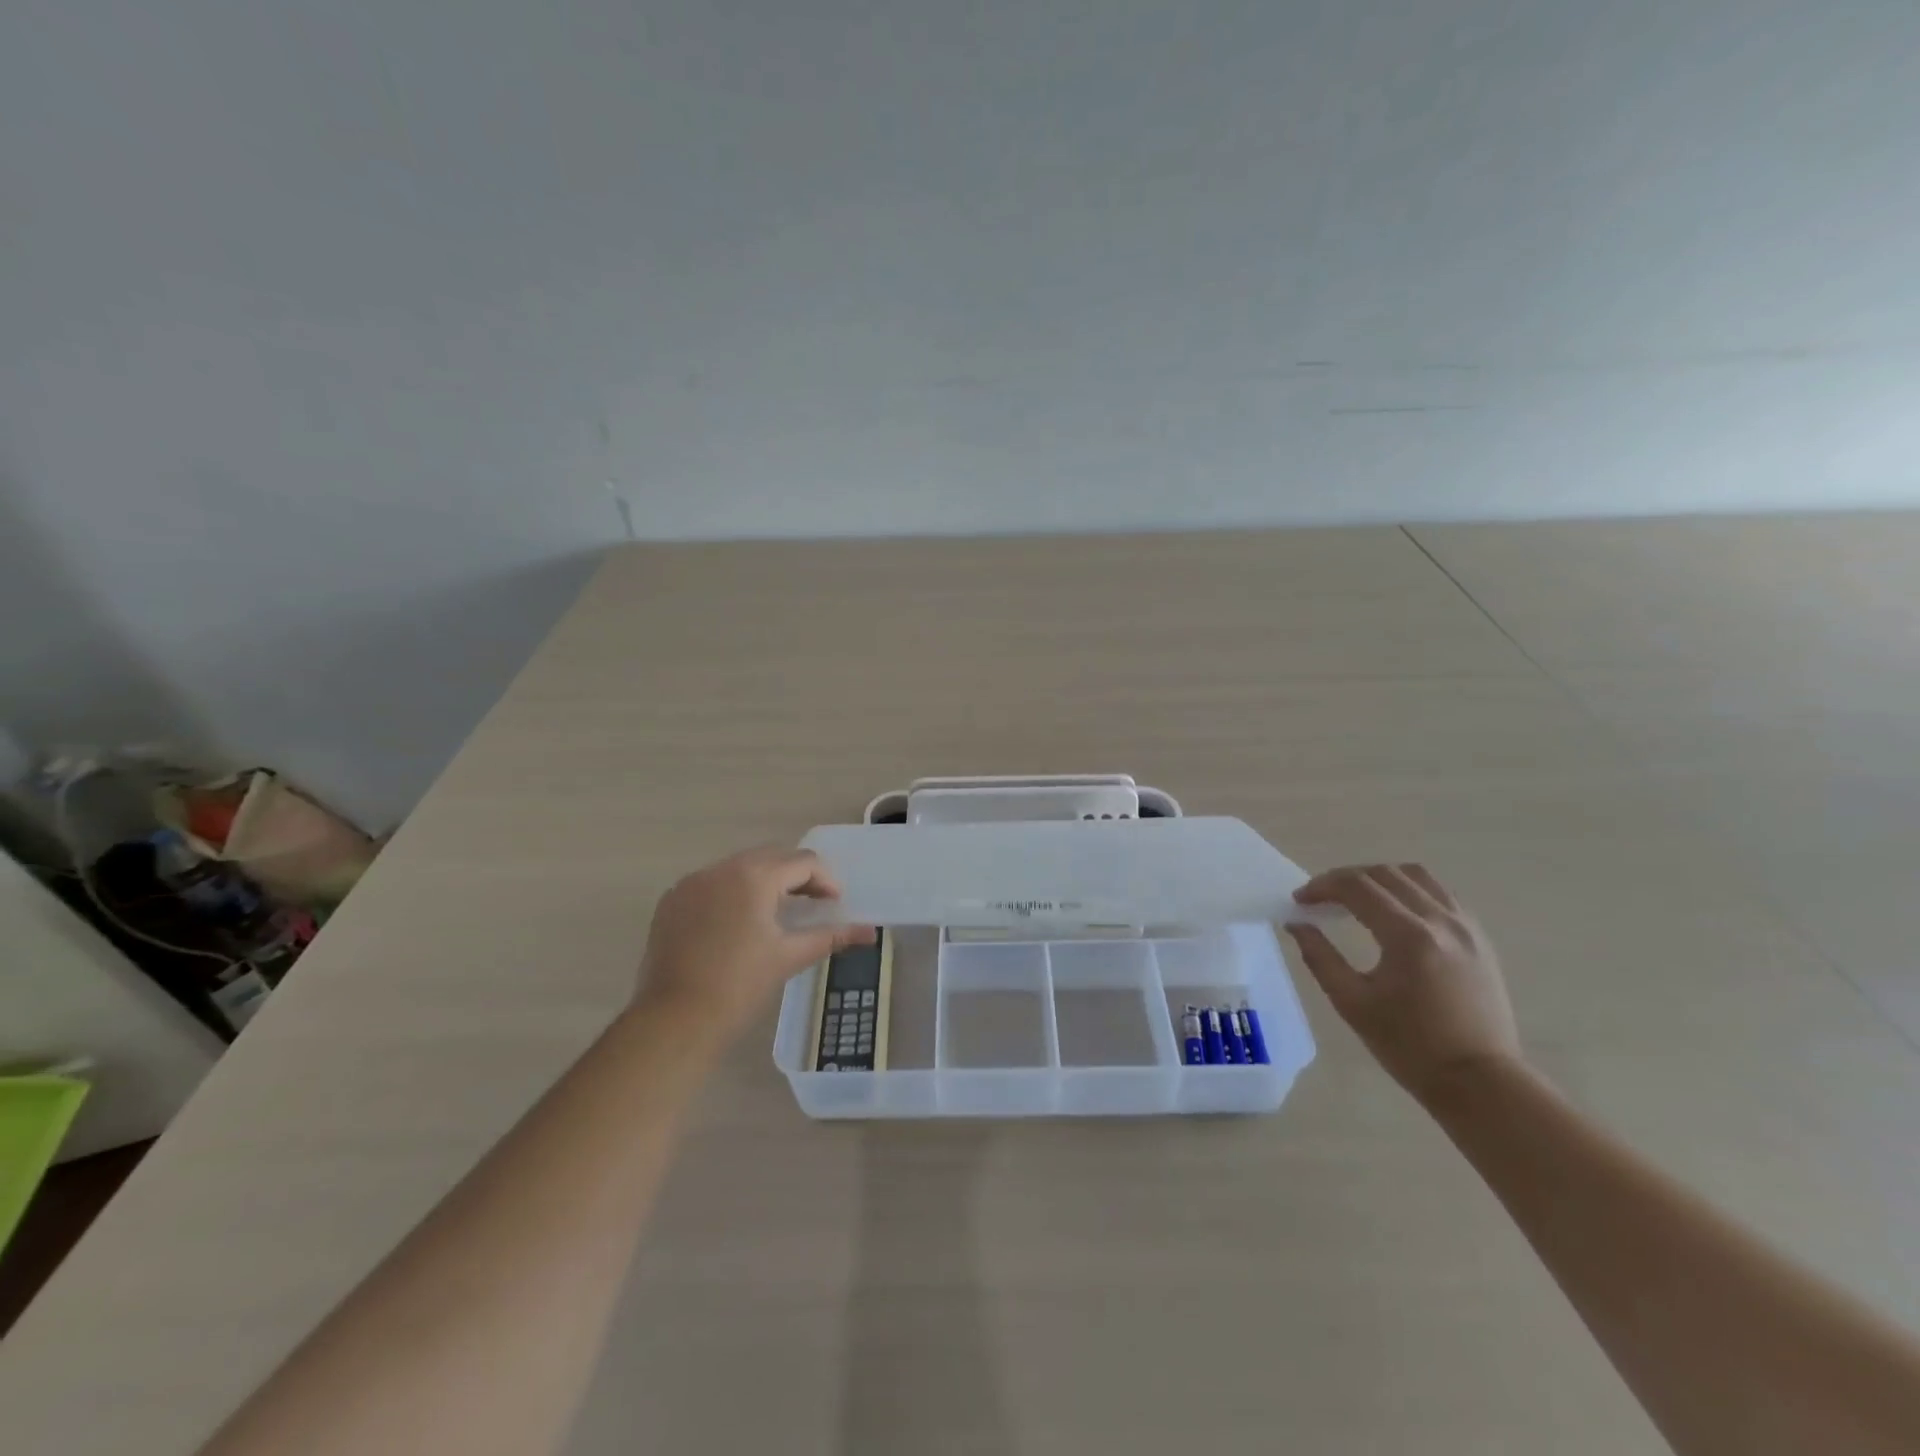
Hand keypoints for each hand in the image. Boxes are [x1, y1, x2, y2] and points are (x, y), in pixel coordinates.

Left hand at [637, 846, 874, 1040]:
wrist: (673, 1020)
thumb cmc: (739, 985)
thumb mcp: (790, 957)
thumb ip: (831, 936)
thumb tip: (871, 932)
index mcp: (754, 876)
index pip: (802, 862)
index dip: (825, 880)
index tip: (835, 903)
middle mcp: (721, 868)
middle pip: (771, 857)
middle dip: (796, 876)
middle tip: (813, 904)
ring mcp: (692, 882)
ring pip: (739, 867)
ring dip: (764, 881)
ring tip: (777, 912)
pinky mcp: (672, 901)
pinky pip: (712, 883)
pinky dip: (732, 892)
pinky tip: (738, 923)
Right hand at [1287, 864, 1520, 1104]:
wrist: (1479, 1081)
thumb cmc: (1409, 1047)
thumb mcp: (1352, 1003)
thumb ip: (1320, 957)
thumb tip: (1297, 924)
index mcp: (1408, 937)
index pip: (1356, 888)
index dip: (1322, 887)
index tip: (1299, 900)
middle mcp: (1440, 921)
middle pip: (1384, 874)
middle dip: (1345, 878)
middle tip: (1320, 898)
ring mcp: (1466, 927)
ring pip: (1416, 875)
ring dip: (1379, 877)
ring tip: (1357, 897)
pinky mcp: (1479, 938)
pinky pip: (1440, 893)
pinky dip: (1410, 889)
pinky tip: (1395, 910)